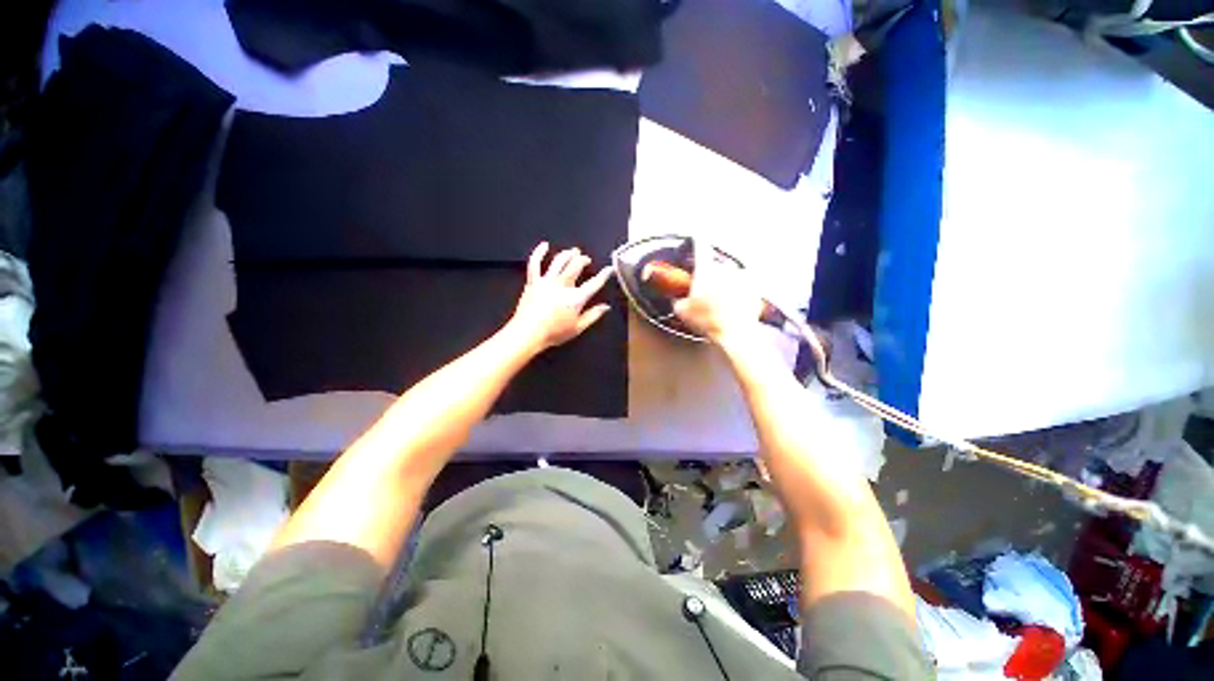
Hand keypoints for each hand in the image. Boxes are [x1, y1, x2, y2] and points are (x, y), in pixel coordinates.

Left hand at [507, 242, 612, 351]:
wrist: (528, 333)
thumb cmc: (554, 333)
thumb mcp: (578, 328)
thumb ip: (593, 315)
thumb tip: (605, 307)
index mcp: (576, 298)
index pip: (594, 283)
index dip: (604, 275)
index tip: (609, 268)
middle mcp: (563, 285)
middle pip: (576, 266)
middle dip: (583, 260)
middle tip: (586, 259)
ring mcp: (547, 281)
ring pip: (559, 261)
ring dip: (567, 254)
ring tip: (573, 251)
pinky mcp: (533, 281)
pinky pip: (535, 263)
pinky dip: (539, 252)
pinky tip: (544, 245)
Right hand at [672, 238, 763, 347]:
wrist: (735, 332)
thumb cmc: (708, 320)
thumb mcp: (682, 311)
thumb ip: (678, 300)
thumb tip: (678, 299)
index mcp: (706, 270)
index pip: (701, 248)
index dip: (698, 240)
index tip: (697, 235)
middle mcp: (725, 268)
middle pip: (717, 265)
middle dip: (713, 276)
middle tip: (708, 292)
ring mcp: (742, 277)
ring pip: (732, 276)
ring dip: (727, 284)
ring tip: (723, 302)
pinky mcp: (755, 287)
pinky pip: (745, 286)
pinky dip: (741, 292)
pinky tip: (735, 305)